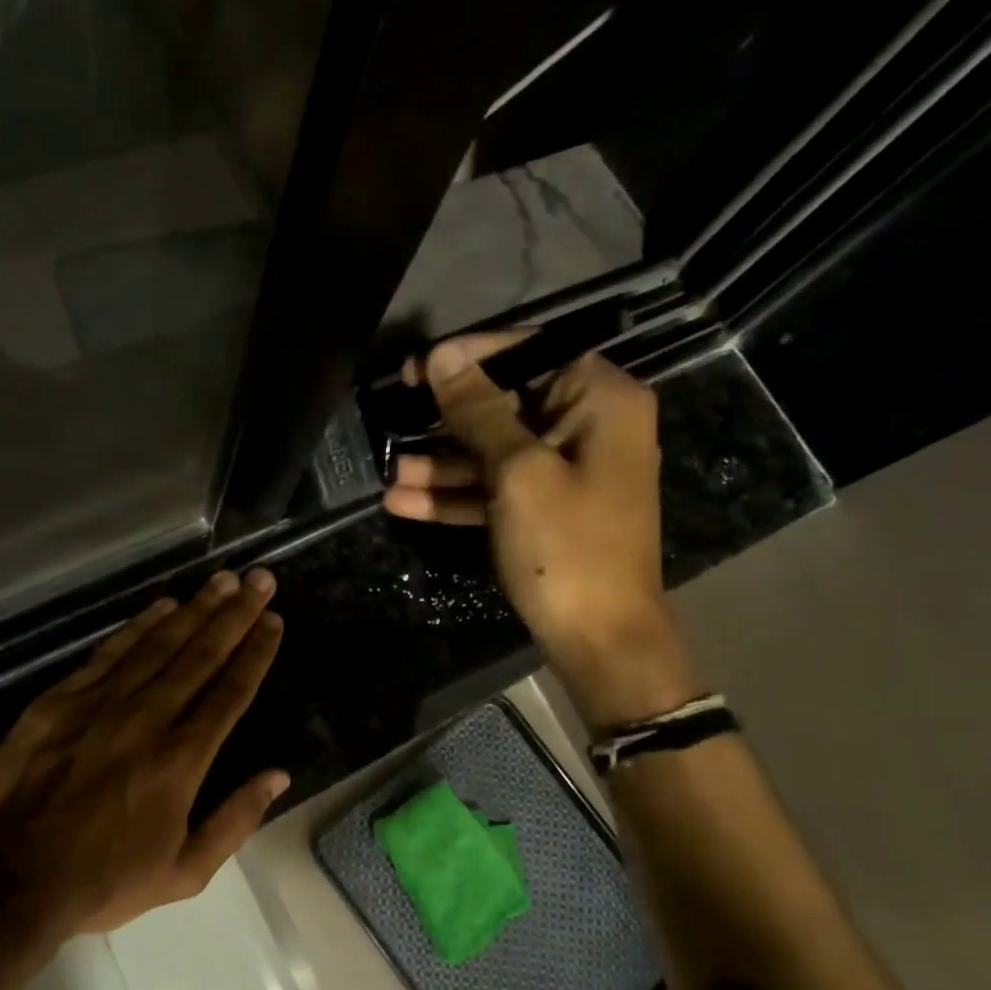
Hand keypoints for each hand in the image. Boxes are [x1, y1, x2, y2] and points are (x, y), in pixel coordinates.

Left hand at [0, 570, 288, 935]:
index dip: (255, 652)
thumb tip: (278, 775)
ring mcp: (100, 704)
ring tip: (222, 580)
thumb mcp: (184, 873)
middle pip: (200, 655)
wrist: (7, 880)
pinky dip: (139, 626)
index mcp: (181, 760)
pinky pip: (109, 653)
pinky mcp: (60, 700)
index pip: (230, 692)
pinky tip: (162, 606)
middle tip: (259, 579)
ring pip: (158, 644)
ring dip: (194, 609)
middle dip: (235, 614)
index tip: (273, 620)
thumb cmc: (102, 882)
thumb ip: (236, 820)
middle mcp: (148, 719)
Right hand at [383, 332, 699, 726]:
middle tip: (393, 410)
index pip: (532, 352)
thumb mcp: (518, 472)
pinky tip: (402, 503)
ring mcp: (565, 472)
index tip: (419, 366)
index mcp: (601, 400)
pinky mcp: (545, 510)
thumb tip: (442, 357)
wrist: (600, 637)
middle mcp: (588, 426)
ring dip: (441, 462)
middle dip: (448, 417)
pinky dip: (455, 495)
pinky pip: (495, 489)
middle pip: (507, 403)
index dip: (472, 356)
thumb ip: (479, 412)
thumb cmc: (567, 545)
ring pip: (494, 451)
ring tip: (389, 471)